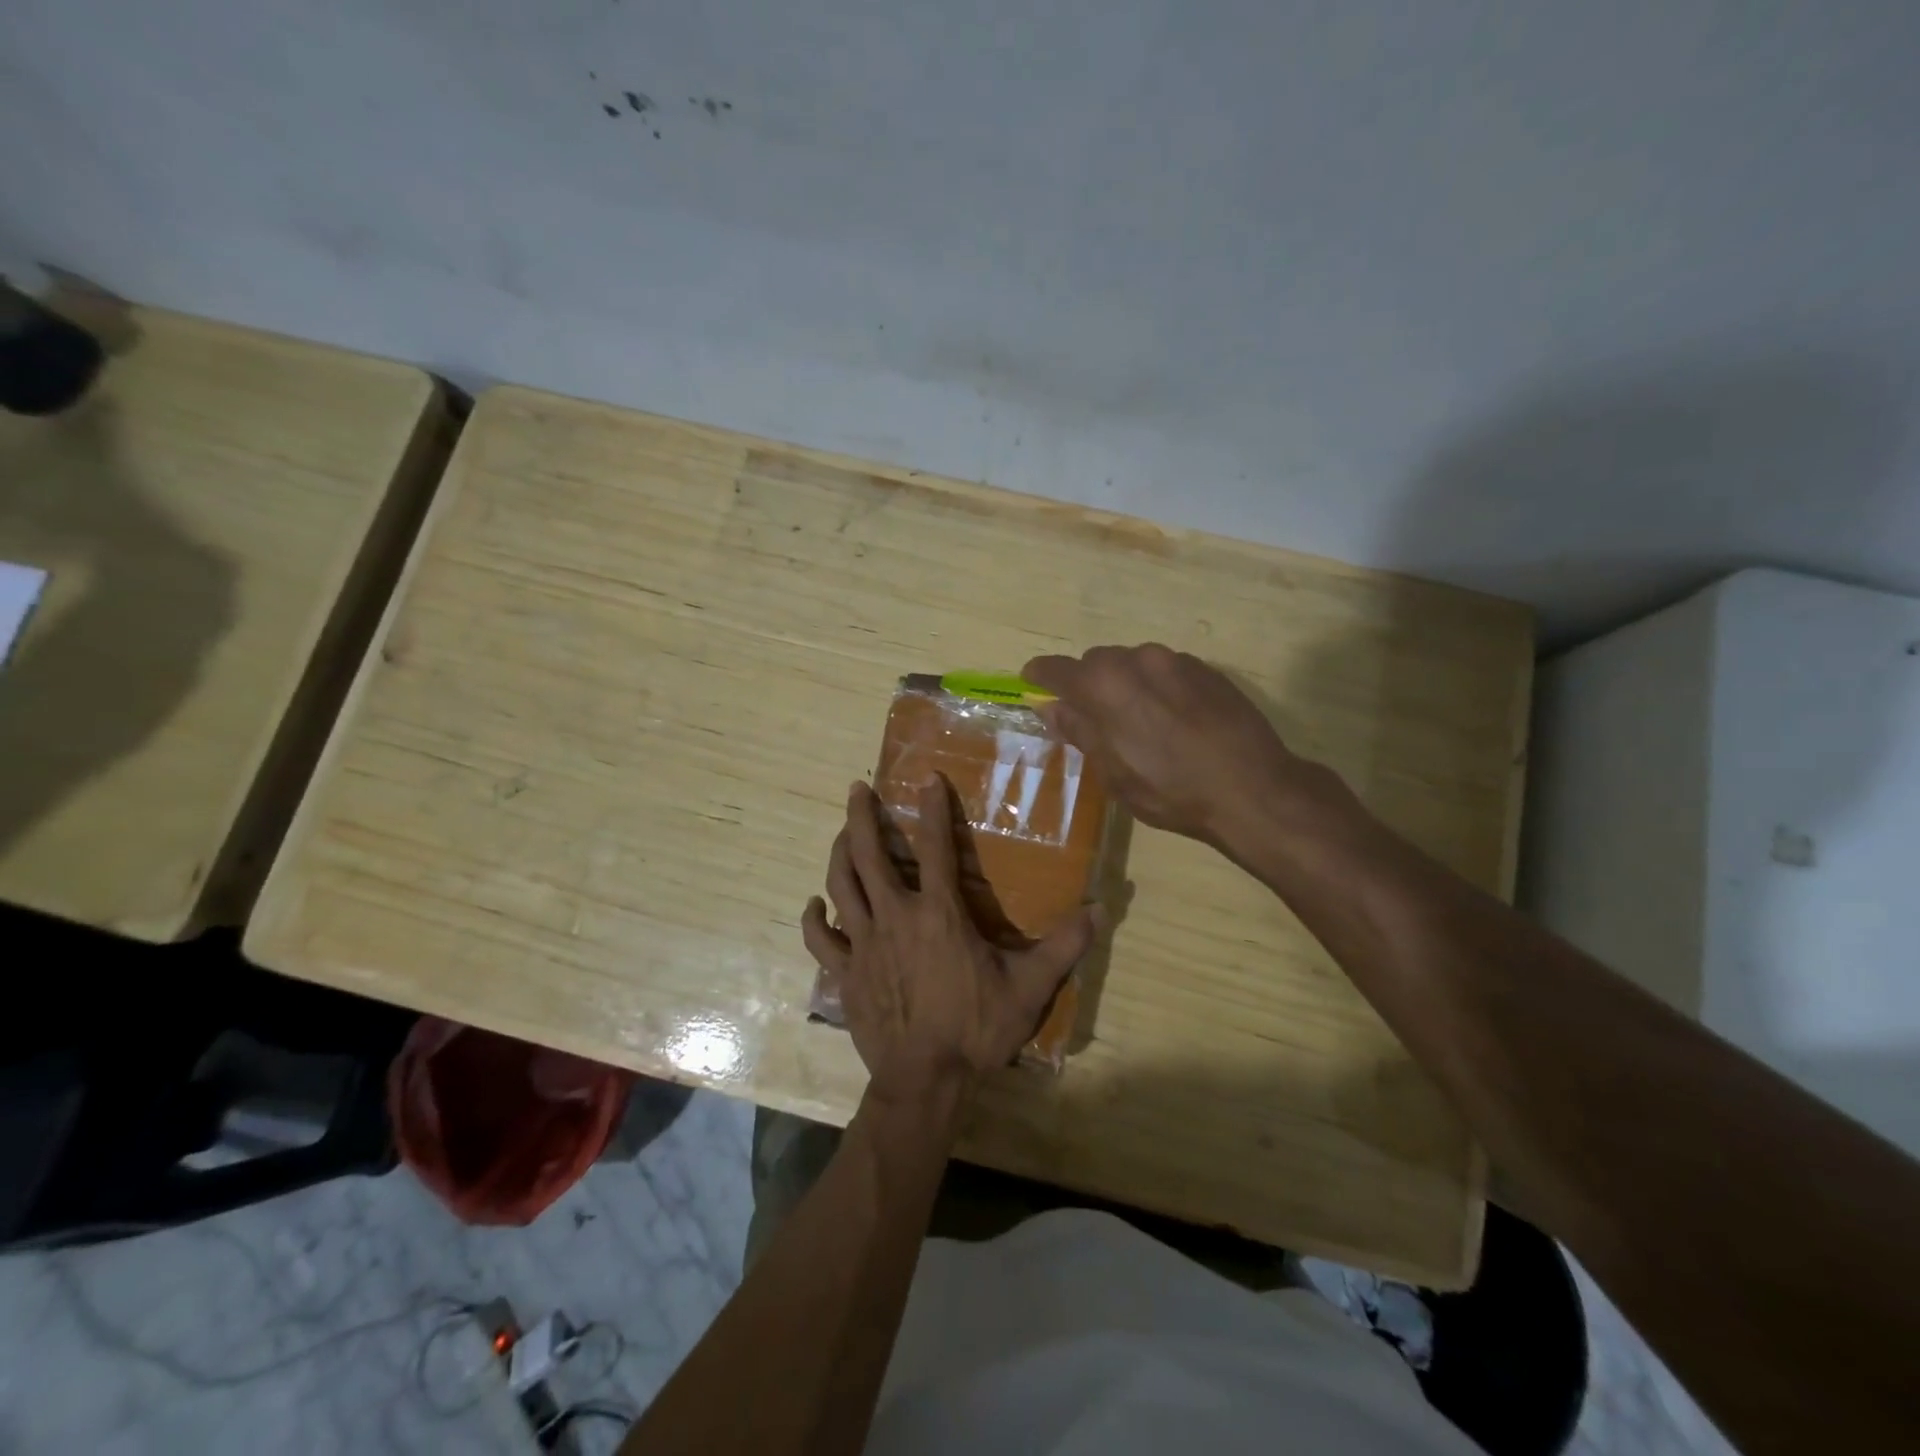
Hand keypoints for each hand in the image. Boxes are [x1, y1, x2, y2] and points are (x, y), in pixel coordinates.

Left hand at [802, 779, 1100, 1109]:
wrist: (925, 1081)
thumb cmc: (976, 1030)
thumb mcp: (1029, 988)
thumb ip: (1064, 946)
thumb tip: (1101, 908)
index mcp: (939, 913)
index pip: (937, 847)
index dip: (934, 809)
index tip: (928, 778)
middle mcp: (895, 916)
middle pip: (869, 854)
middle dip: (861, 816)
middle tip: (857, 789)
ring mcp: (863, 944)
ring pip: (841, 885)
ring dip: (838, 853)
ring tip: (841, 833)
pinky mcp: (845, 972)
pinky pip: (820, 939)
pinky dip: (813, 918)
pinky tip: (814, 904)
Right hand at [1022, 643, 1308, 845]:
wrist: (1252, 788)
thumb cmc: (1170, 790)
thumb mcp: (1113, 772)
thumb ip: (1079, 731)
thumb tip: (1050, 707)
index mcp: (1104, 685)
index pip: (1057, 670)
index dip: (1040, 677)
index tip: (1032, 682)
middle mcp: (1136, 660)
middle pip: (1096, 662)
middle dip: (1087, 684)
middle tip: (1092, 717)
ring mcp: (1175, 660)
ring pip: (1133, 663)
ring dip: (1124, 683)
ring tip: (1137, 720)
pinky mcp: (1206, 669)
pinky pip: (1166, 669)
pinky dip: (1156, 686)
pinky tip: (1172, 718)